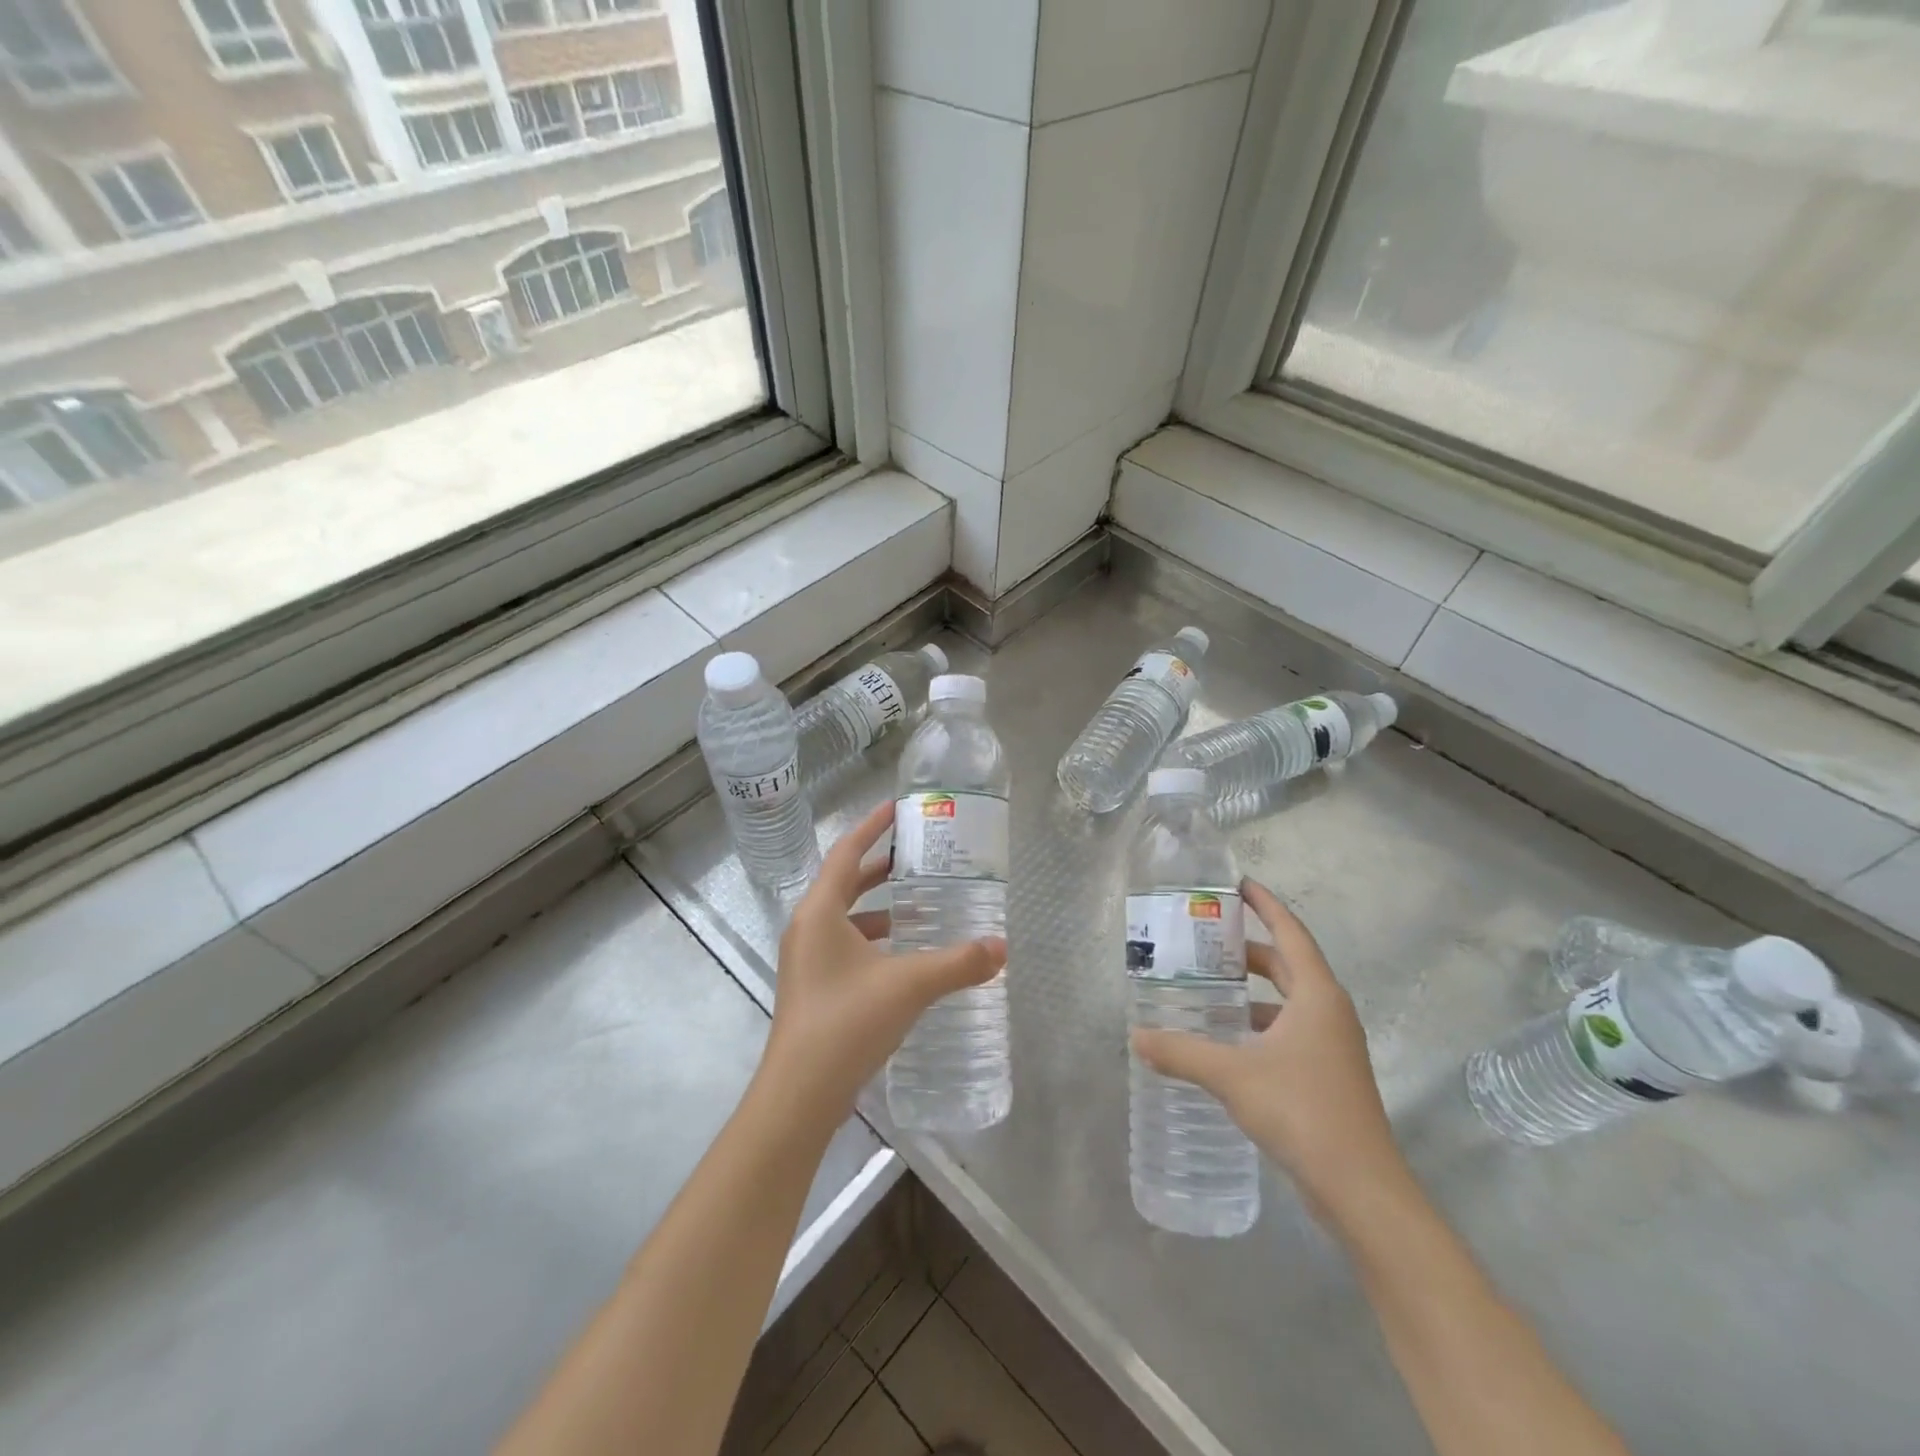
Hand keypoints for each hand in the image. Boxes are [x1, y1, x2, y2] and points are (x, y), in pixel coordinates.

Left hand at [759, 801, 1005, 1125]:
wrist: (799, 1096)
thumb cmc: (846, 1022)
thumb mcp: (909, 985)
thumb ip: (958, 963)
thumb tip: (1002, 947)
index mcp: (820, 912)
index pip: (846, 853)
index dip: (871, 827)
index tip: (896, 808)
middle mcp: (808, 929)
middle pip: (845, 883)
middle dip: (879, 867)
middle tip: (919, 857)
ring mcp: (807, 961)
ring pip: (846, 919)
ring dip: (879, 909)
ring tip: (920, 907)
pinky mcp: (814, 989)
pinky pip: (846, 946)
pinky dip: (874, 941)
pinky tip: (905, 958)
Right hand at [1131, 878, 1406, 1223]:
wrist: (1362, 1190)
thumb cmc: (1303, 1112)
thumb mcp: (1233, 1076)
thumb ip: (1182, 1053)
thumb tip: (1136, 1037)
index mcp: (1317, 996)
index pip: (1290, 932)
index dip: (1265, 905)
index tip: (1237, 884)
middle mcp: (1330, 1012)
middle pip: (1288, 964)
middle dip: (1249, 950)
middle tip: (1205, 940)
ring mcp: (1333, 1046)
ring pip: (1289, 1001)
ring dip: (1253, 991)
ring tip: (1208, 988)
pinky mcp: (1328, 1075)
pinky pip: (1290, 1030)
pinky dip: (1260, 1024)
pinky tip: (1228, 1040)